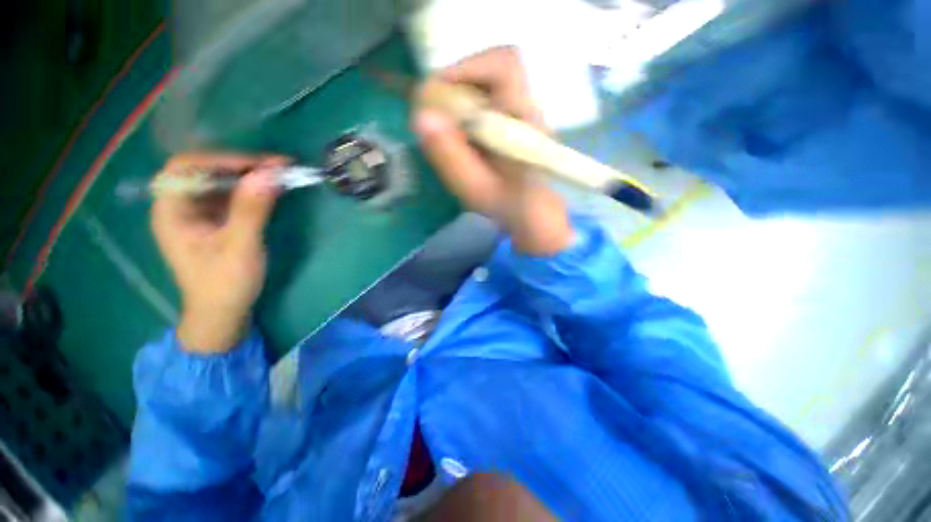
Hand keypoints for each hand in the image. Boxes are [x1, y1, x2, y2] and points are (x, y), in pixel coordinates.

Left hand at [151, 153, 285, 352]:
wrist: (223, 313)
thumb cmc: (225, 284)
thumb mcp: (241, 247)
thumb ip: (252, 210)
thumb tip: (270, 174)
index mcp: (172, 212)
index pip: (187, 168)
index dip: (222, 160)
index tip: (261, 165)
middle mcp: (180, 206)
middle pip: (205, 170)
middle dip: (240, 165)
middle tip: (278, 167)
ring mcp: (198, 213)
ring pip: (220, 181)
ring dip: (250, 176)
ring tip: (280, 175)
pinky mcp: (215, 220)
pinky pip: (231, 195)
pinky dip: (252, 189)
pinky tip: (271, 190)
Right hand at [413, 47, 573, 255]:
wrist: (534, 214)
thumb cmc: (508, 205)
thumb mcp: (475, 188)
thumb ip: (451, 157)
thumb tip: (420, 116)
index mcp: (524, 121)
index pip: (504, 66)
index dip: (465, 69)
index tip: (435, 93)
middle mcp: (528, 108)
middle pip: (495, 68)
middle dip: (458, 83)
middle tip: (436, 111)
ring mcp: (525, 112)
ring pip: (492, 82)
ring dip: (462, 95)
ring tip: (447, 123)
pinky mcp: (517, 120)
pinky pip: (491, 98)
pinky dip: (469, 107)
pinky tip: (461, 132)